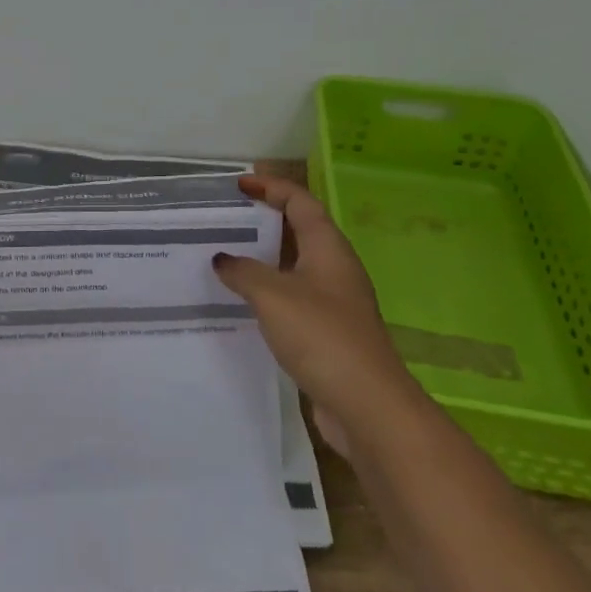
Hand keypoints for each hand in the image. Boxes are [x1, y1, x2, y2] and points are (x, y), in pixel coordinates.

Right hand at [212, 175, 418, 458]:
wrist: (367, 406)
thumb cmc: (322, 336)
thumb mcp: (273, 295)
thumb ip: (243, 271)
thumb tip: (222, 259)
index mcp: (328, 247)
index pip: (300, 201)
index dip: (271, 187)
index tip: (239, 185)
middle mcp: (334, 267)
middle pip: (299, 230)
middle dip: (265, 219)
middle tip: (226, 218)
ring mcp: (334, 301)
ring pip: (294, 266)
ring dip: (264, 258)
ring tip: (226, 256)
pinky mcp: (328, 332)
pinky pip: (293, 297)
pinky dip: (268, 291)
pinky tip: (243, 303)